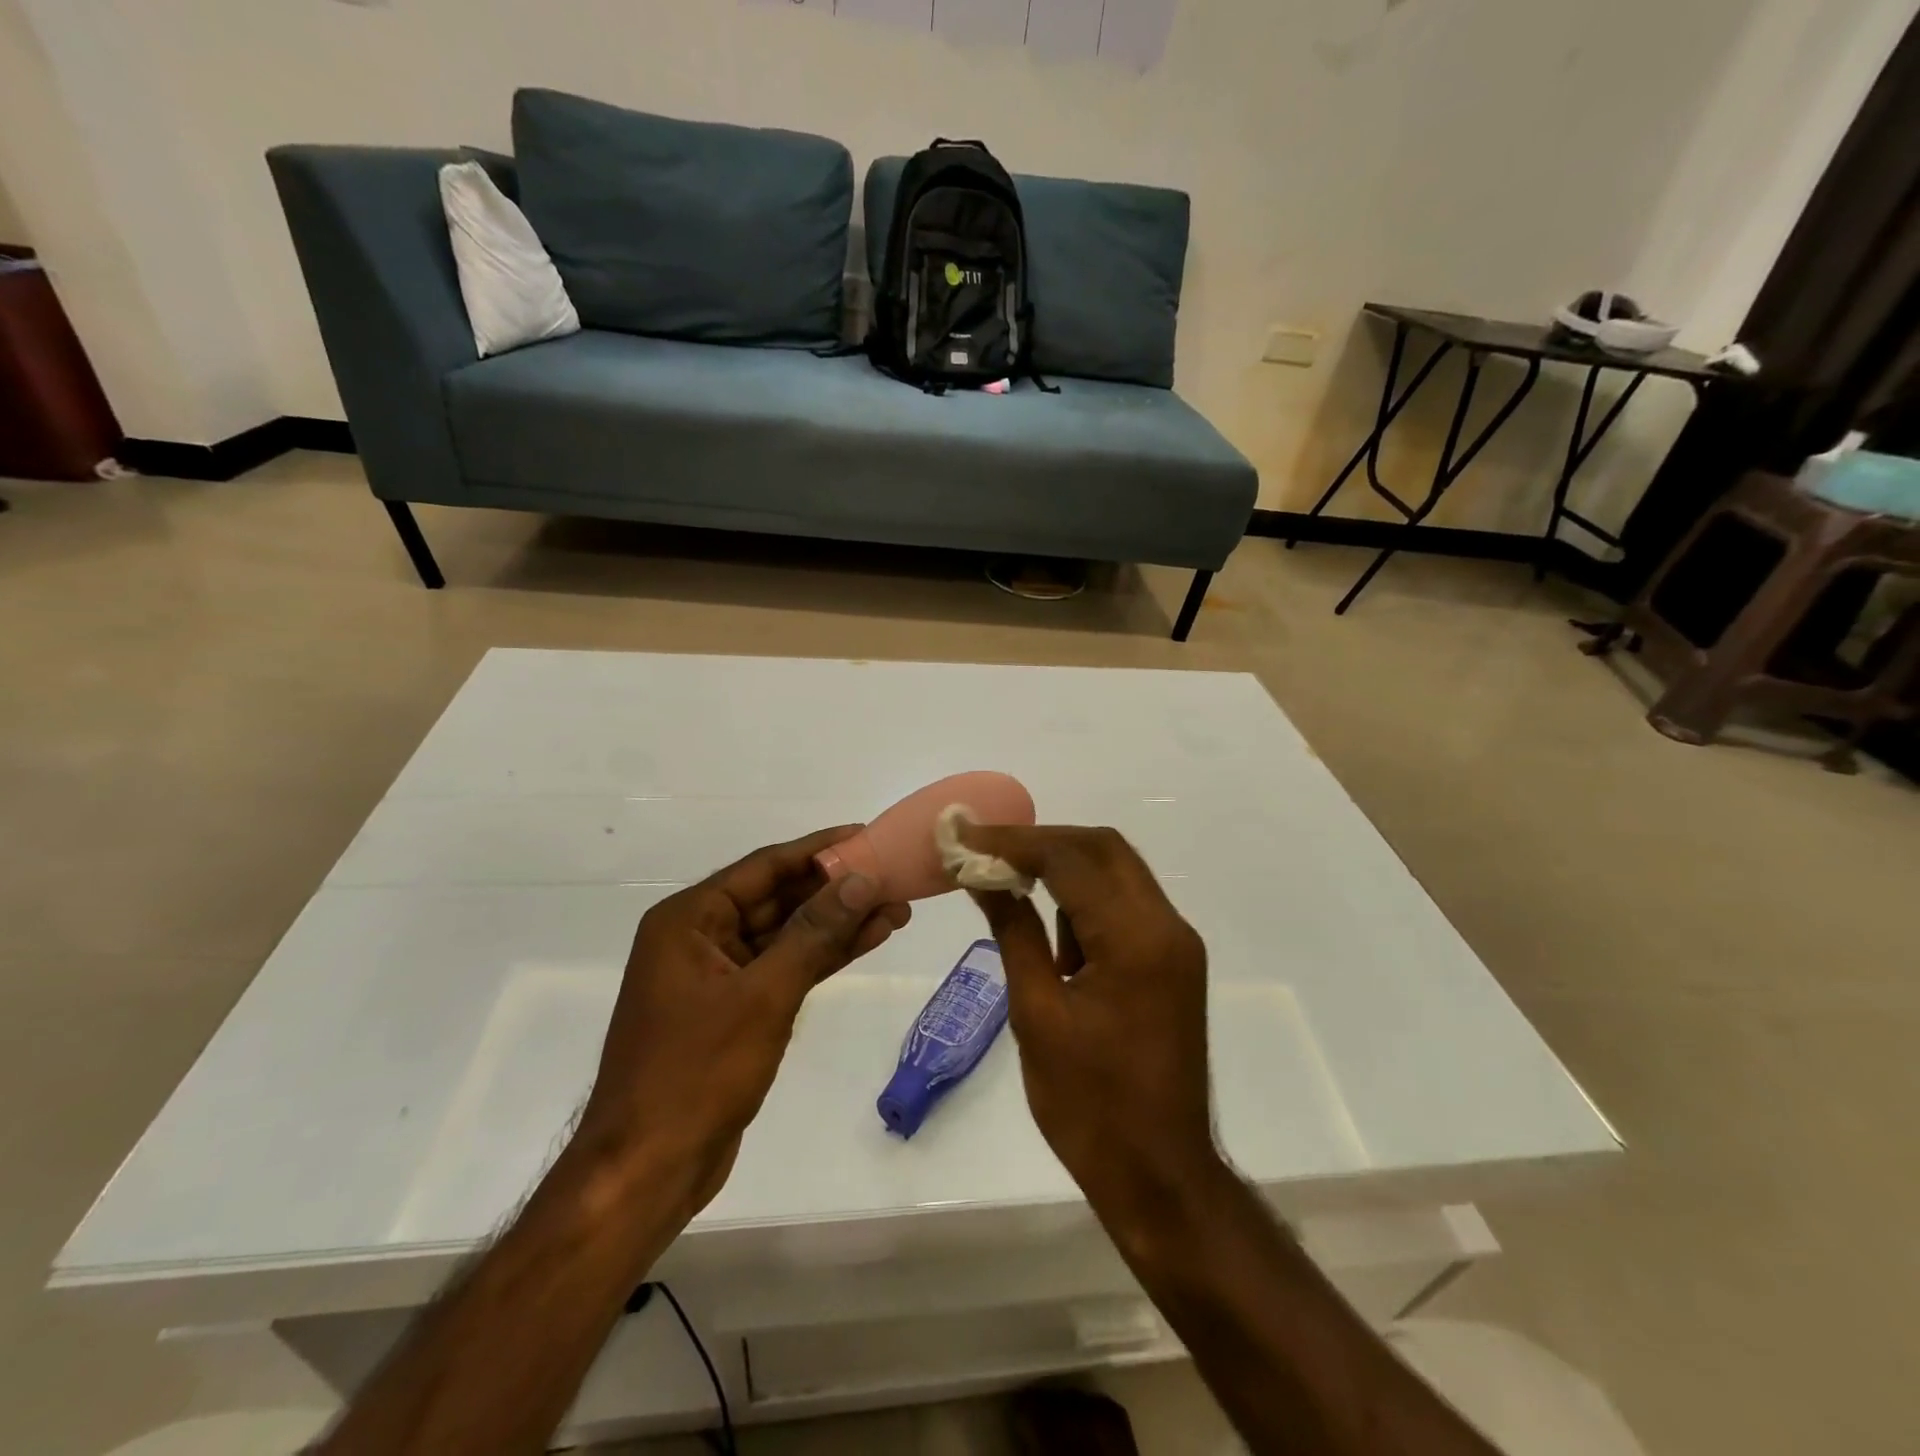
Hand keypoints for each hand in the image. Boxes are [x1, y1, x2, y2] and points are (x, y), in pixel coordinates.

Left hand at [580, 826, 909, 1206]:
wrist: (649, 1169)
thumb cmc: (696, 1072)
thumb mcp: (763, 995)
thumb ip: (814, 933)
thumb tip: (861, 879)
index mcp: (689, 919)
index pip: (764, 866)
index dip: (818, 849)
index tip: (866, 834)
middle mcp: (701, 937)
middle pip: (778, 898)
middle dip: (836, 889)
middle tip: (892, 874)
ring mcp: (718, 975)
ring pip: (787, 935)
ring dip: (838, 923)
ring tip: (896, 906)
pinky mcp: (736, 1009)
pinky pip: (786, 968)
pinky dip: (824, 956)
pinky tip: (868, 940)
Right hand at [959, 825, 1216, 1211]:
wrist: (1161, 1175)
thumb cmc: (1089, 1105)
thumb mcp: (1037, 1014)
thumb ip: (1013, 932)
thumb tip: (981, 876)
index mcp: (1136, 938)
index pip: (1070, 859)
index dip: (1012, 841)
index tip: (963, 835)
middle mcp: (1166, 926)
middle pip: (1102, 849)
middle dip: (1041, 842)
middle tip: (985, 850)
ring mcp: (1175, 943)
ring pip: (1116, 872)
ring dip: (1063, 866)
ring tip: (1006, 877)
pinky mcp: (1172, 961)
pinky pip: (1124, 906)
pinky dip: (1083, 899)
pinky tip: (1047, 924)